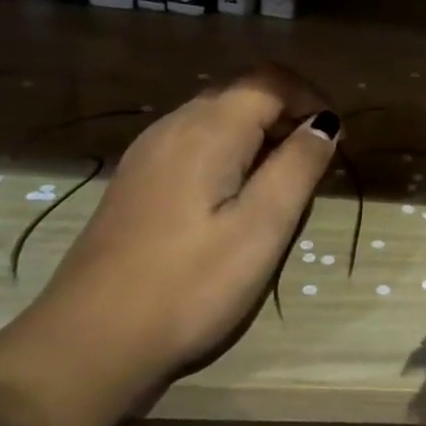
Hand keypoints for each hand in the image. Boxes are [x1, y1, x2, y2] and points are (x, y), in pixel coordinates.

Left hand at [21, 67, 339, 387]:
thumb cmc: (190, 286)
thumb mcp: (262, 228)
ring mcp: (148, 155)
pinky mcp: (136, 183)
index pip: (270, 80)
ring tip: (282, 187)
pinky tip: (235, 202)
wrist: (89, 344)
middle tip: (315, 166)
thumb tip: (324, 126)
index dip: (311, 98)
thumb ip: (298, 168)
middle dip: (288, 115)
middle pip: (242, 93)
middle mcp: (172, 127)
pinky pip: (194, 144)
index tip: (336, 142)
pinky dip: (230, 153)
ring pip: (217, 118)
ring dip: (260, 135)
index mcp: (207, 131)